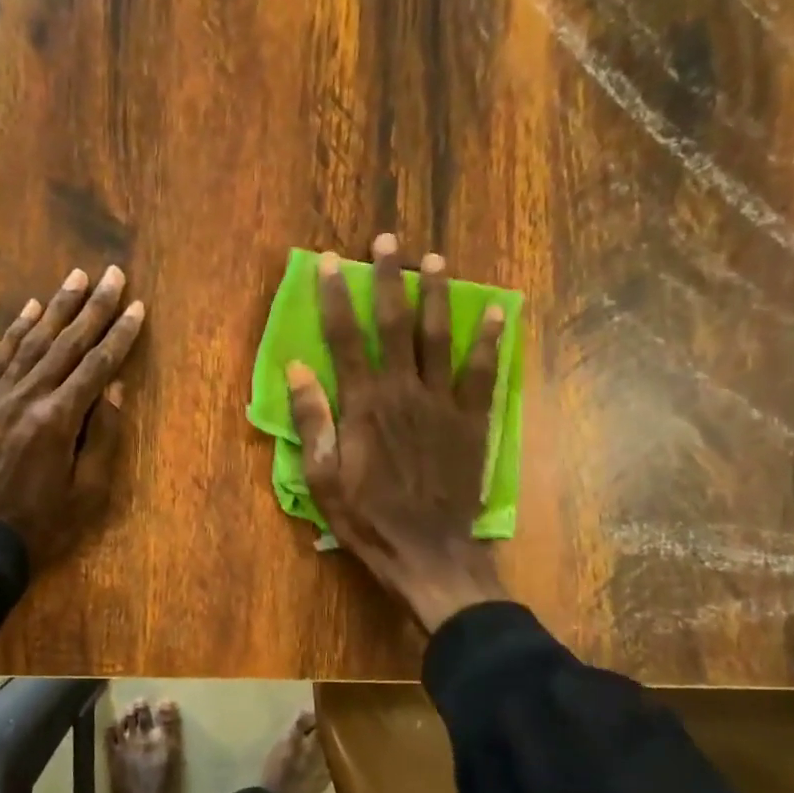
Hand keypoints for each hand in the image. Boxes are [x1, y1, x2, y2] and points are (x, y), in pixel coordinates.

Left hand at [0, 265, 145, 568]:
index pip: (97, 367)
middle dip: (93, 308)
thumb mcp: (85, 494)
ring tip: (76, 277)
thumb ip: (102, 440)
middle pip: (66, 344)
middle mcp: (27, 398)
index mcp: (58, 421)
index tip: (137, 306)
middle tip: (112, 274)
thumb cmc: (38, 527)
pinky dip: (14, 333)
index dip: (120, 336)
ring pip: (31, 343)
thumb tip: (113, 391)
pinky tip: (29, 310)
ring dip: (56, 308)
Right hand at [285, 233, 507, 632]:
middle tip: (388, 241)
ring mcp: (442, 403)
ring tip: (435, 260)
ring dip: (436, 296)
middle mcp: (403, 391)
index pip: (345, 338)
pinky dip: (489, 341)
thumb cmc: (367, 518)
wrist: (428, 551)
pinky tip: (497, 311)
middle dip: (388, 280)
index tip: (331, 262)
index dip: (336, 297)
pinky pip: (482, 373)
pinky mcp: (472, 421)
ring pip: (439, 338)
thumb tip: (296, 368)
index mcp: (364, 405)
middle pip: (395, 325)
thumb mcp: (322, 478)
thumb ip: (312, 420)